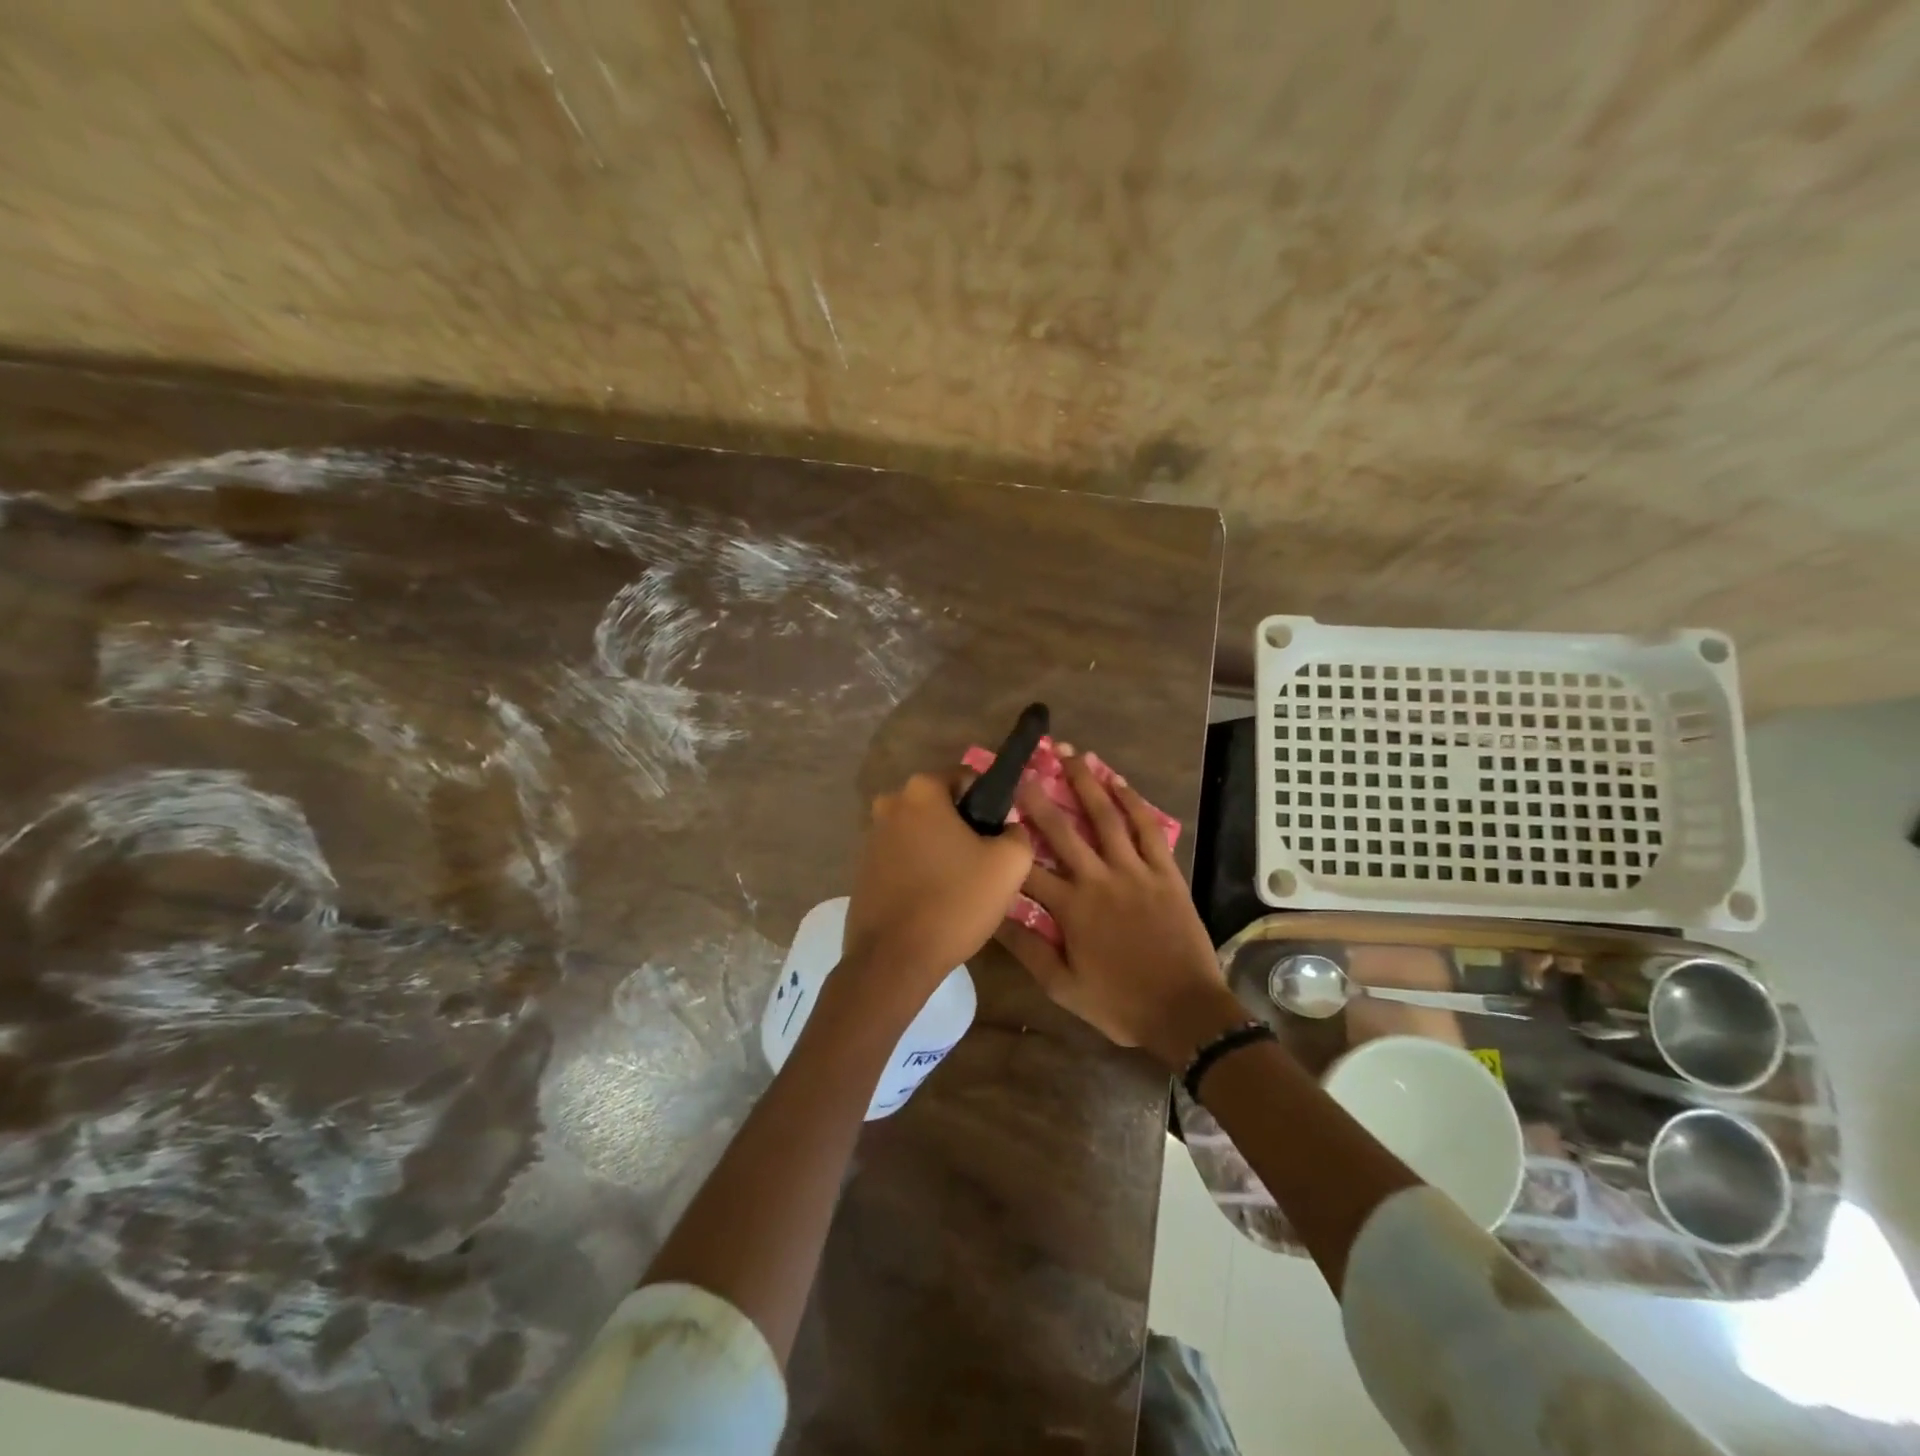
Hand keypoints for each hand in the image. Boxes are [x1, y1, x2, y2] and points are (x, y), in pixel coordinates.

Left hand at [841, 767, 1034, 1012]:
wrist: (894, 959)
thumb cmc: (955, 902)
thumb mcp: (1010, 864)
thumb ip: (1019, 833)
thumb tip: (1009, 828)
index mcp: (921, 790)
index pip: (968, 780)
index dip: (990, 807)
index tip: (999, 840)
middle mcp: (890, 803)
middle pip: (942, 808)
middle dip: (963, 830)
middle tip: (984, 867)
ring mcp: (871, 837)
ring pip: (922, 834)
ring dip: (941, 851)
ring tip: (960, 889)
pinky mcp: (863, 869)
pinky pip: (903, 859)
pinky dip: (920, 871)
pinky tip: (934, 901)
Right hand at [994, 750, 1230, 1065]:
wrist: (1184, 1011)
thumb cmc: (1119, 1002)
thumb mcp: (1062, 986)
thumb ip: (1027, 949)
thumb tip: (992, 916)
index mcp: (1070, 908)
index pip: (1026, 868)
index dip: (1007, 840)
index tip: (991, 815)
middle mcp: (1098, 879)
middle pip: (1062, 829)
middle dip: (1039, 795)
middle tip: (1023, 765)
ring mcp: (1134, 871)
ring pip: (1105, 817)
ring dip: (1087, 783)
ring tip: (1070, 753)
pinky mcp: (1165, 872)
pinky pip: (1147, 829)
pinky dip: (1133, 802)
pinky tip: (1118, 781)